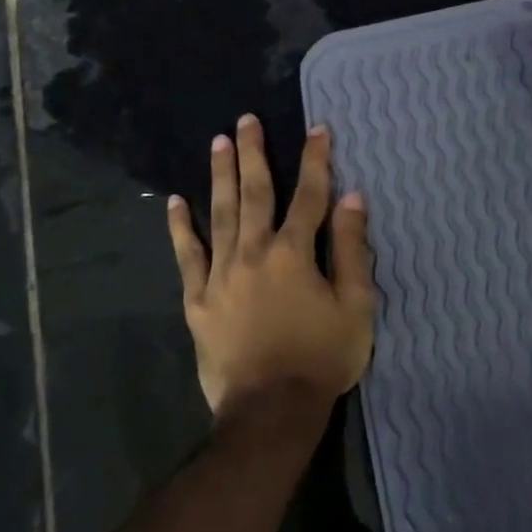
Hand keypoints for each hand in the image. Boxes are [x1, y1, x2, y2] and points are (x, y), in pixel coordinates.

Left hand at [166, 113, 375, 419]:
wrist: (271, 410)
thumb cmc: (321, 358)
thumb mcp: (355, 306)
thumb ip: (352, 249)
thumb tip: (351, 199)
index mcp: (294, 254)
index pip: (309, 196)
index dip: (316, 161)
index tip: (318, 129)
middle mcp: (253, 253)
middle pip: (255, 194)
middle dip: (253, 154)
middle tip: (246, 120)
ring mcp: (220, 275)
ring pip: (220, 215)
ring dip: (220, 176)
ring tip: (217, 143)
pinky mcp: (198, 301)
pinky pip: (187, 257)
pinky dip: (181, 228)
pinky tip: (175, 202)